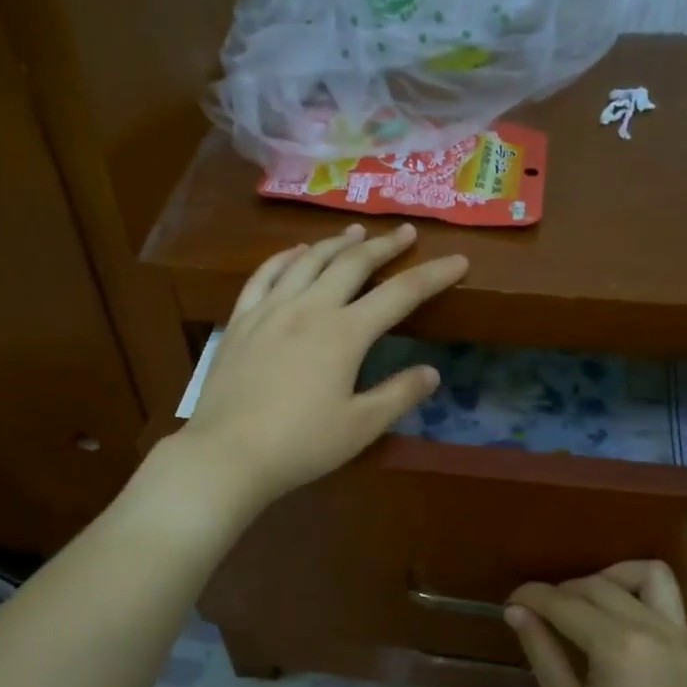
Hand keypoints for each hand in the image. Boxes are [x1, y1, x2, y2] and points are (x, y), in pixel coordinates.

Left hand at [175, 222, 467, 511]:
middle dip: (384, 246)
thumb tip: (432, 372)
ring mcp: (270, 309)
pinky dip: (285, 257)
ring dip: (337, 243)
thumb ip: (399, 395)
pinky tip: (296, 253)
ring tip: (356, 233)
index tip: (458, 261)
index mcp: (345, 333)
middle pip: (353, 264)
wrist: (228, 454)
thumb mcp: (361, 427)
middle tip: (405, 232)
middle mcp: (309, 308)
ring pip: (308, 260)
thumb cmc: (301, 444)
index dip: (433, 275)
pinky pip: (264, 274)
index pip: (400, 294)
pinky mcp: (241, 320)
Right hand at [506, 562, 686, 686]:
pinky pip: (667, 601)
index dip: (533, 598)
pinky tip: (610, 622)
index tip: (509, 601)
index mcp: (621, 647)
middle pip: (600, 586)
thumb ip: (543, 651)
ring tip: (581, 606)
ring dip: (610, 579)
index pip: (567, 604)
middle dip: (562, 591)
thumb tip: (516, 611)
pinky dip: (636, 595)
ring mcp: (681, 640)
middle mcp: (656, 630)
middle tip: (535, 613)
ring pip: (647, 576)